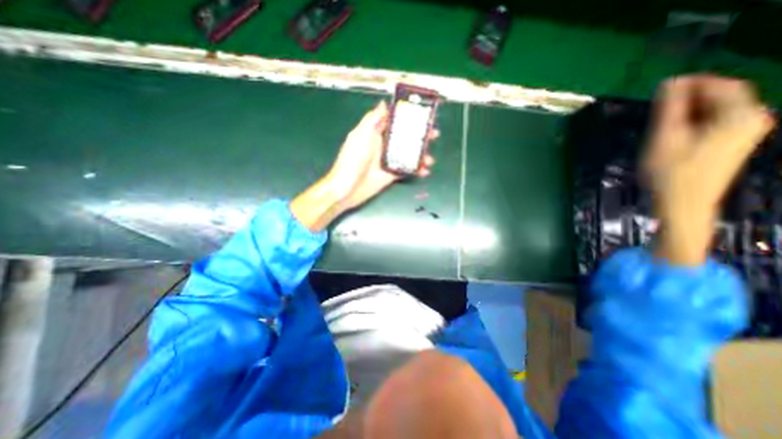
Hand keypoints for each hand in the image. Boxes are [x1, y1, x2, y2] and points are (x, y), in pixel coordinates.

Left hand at [293, 101, 438, 230]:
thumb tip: (383, 104)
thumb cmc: (351, 161)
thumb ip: (371, 121)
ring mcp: (388, 160)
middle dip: (420, 135)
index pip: (394, 121)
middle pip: (405, 137)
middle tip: (434, 134)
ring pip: (409, 154)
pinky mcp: (391, 174)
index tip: (423, 114)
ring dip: (421, 155)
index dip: (408, 117)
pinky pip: (407, 169)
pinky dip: (417, 169)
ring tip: (430, 159)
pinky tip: (424, 171)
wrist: (347, 189)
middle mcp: (383, 145)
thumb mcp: (360, 137)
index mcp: (375, 133)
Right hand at [641, 76, 774, 264]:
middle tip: (658, 108)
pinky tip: (675, 133)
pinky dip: (695, 122)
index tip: (663, 87)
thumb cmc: (670, 171)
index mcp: (740, 115)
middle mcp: (751, 119)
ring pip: (717, 111)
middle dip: (689, 98)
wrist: (682, 203)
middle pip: (722, 97)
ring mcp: (745, 133)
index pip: (721, 85)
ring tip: (662, 122)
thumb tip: (670, 82)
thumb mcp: (664, 137)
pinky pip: (716, 123)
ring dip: (689, 111)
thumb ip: (669, 108)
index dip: (693, 82)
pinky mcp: (733, 144)